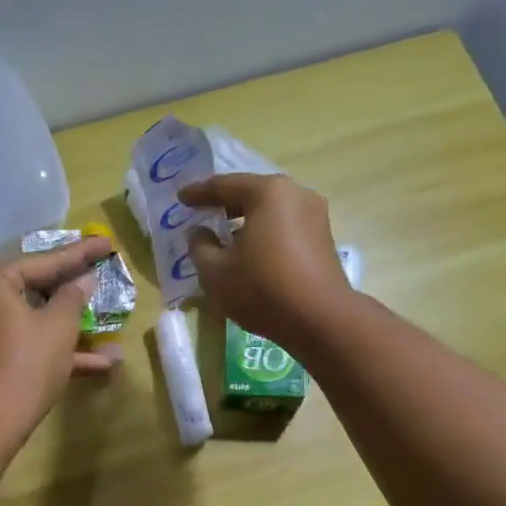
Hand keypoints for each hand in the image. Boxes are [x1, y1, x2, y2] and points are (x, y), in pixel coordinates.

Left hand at [0, 236, 118, 438]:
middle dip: (72, 289)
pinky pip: (25, 341)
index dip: (81, 253)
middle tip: (99, 271)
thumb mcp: (59, 327)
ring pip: (33, 318)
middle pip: (35, 287)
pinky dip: (54, 349)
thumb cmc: (26, 363)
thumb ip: (73, 297)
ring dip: (70, 326)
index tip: (107, 243)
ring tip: (106, 320)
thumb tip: (82, 281)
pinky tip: (98, 364)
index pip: (44, 261)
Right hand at [177, 174, 352, 343]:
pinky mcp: (324, 238)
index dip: (198, 193)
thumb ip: (200, 246)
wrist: (320, 319)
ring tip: (224, 236)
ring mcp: (315, 215)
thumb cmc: (262, 289)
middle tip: (201, 213)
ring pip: (271, 211)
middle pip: (251, 194)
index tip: (181, 199)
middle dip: (225, 205)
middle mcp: (296, 194)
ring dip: (246, 221)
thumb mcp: (216, 271)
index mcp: (268, 193)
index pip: (224, 185)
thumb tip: (199, 233)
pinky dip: (264, 233)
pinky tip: (250, 252)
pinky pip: (285, 227)